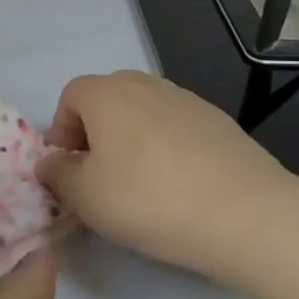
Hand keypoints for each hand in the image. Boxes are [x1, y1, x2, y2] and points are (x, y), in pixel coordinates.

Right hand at [36, 71, 298, 284]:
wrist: (247, 214)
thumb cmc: (149, 199)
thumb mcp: (85, 197)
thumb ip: (57, 175)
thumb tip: (51, 163)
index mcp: (106, 94)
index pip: (69, 97)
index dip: (62, 131)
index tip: (68, 168)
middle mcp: (145, 84)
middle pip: (107, 100)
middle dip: (96, 133)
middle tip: (100, 175)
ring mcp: (187, 100)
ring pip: (144, 113)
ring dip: (132, 140)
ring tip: (142, 184)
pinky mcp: (219, 122)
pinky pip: (176, 128)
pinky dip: (168, 148)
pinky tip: (180, 186)